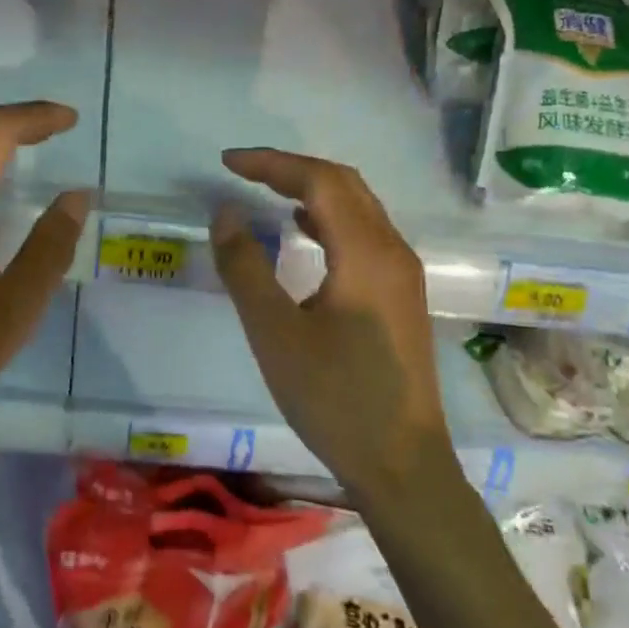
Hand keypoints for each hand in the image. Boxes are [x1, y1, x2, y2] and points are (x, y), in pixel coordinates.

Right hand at [210, 148, 447, 495]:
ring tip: (267, 192)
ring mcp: (403, 274)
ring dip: (314, 190)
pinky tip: (305, 232)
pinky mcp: (402, 296)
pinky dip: (330, 218)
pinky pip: (365, 234)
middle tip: (243, 171)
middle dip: (293, 168)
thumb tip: (224, 213)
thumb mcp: (275, 334)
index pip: (319, 180)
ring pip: (360, 208)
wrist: (401, 464)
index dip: (271, 164)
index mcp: (366, 253)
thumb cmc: (334, 398)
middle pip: (345, 184)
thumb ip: (246, 268)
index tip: (226, 163)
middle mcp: (393, 251)